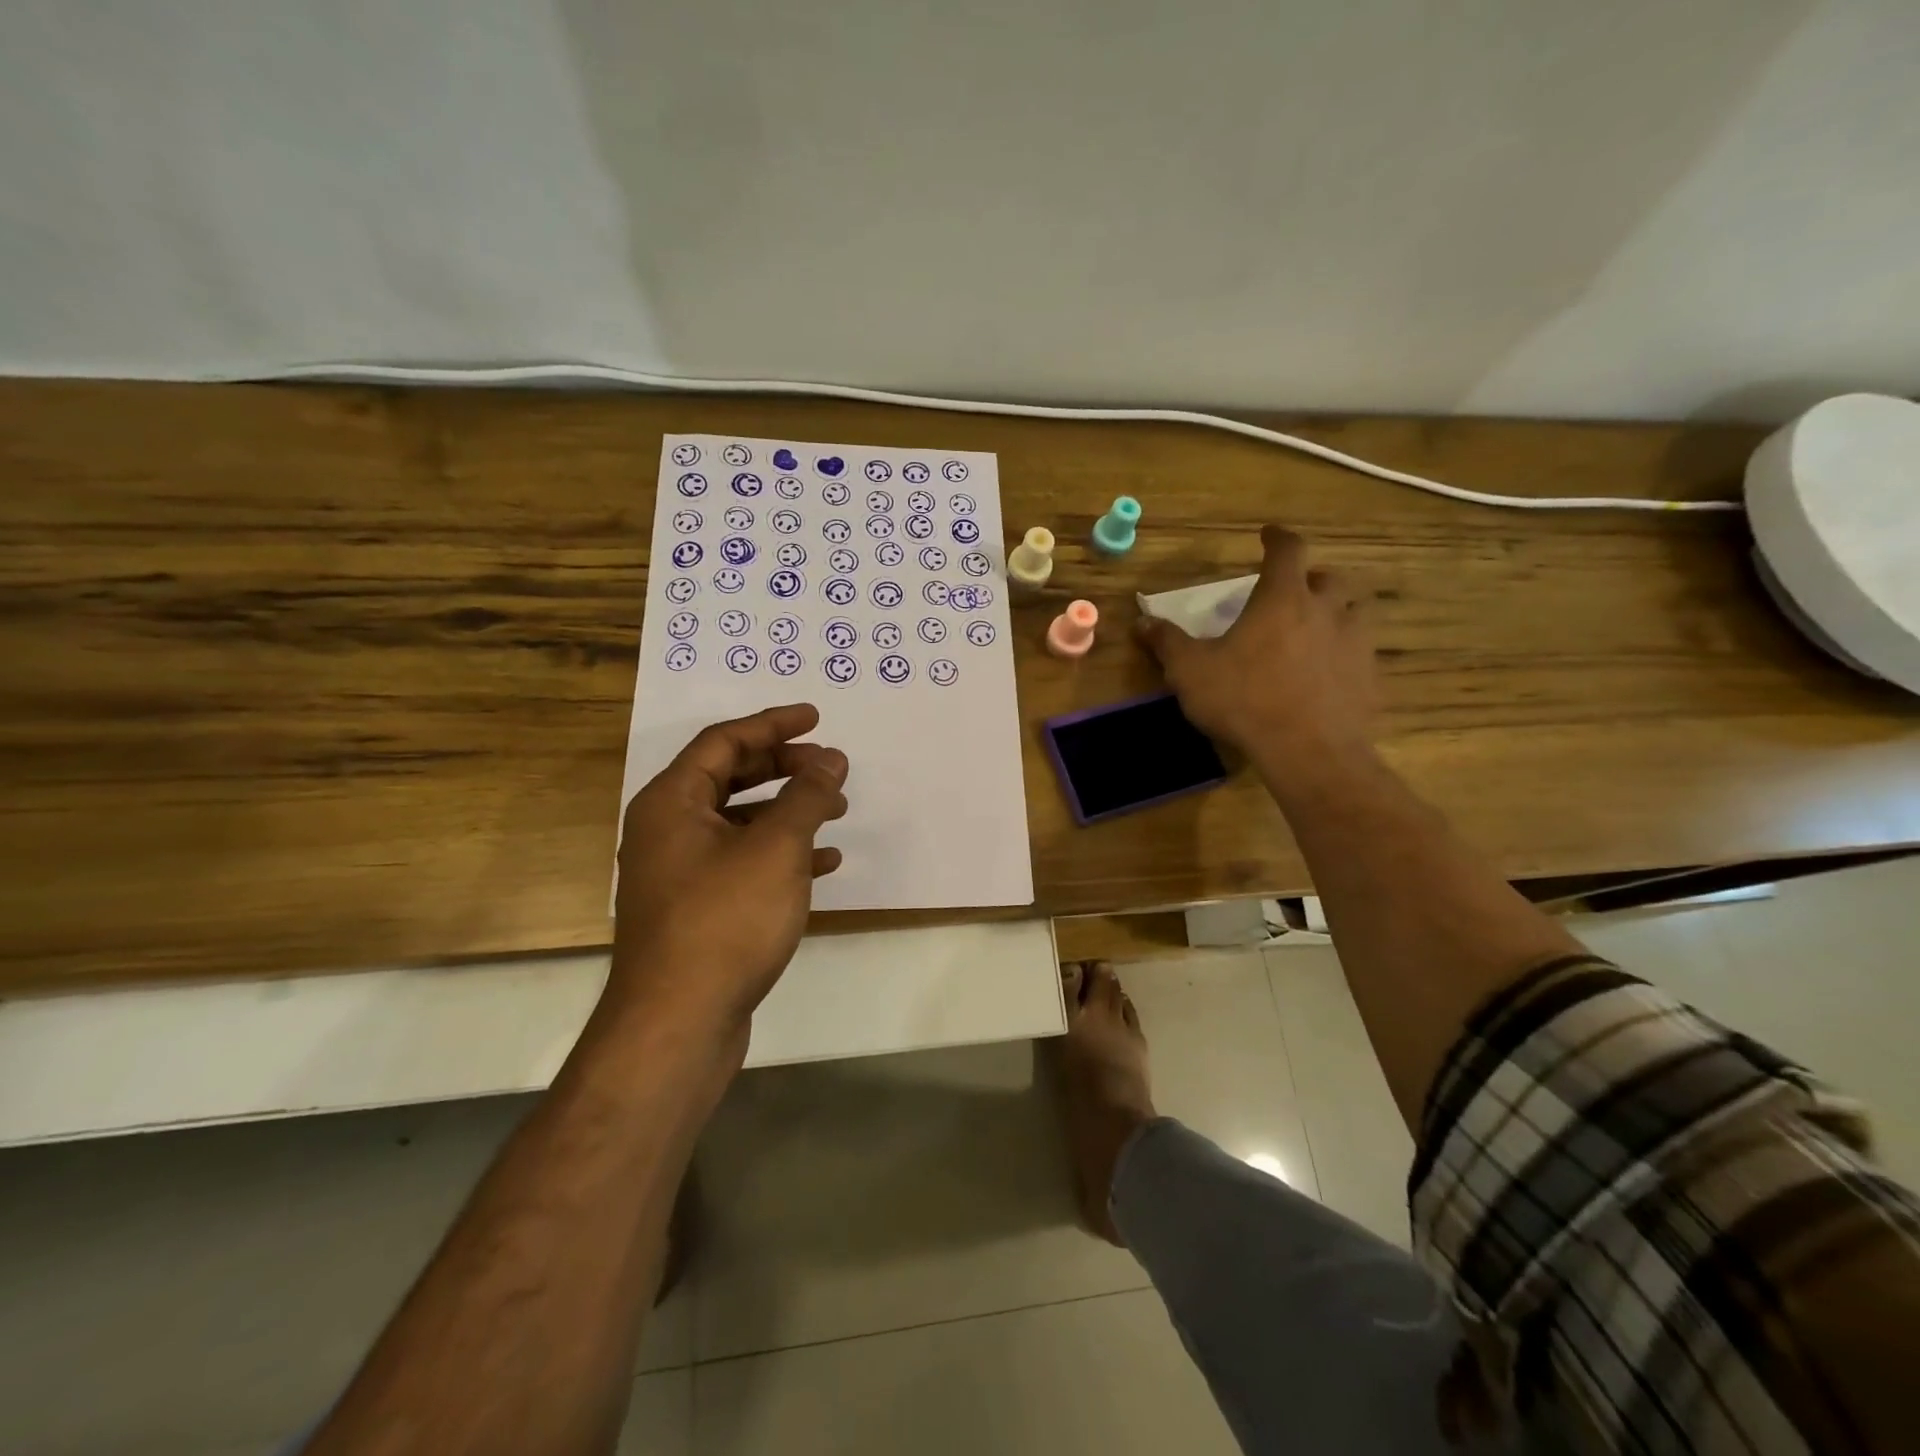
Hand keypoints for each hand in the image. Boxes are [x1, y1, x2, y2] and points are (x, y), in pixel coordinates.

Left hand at [611, 704, 848, 1045]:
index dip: (772, 724)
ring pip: (740, 822)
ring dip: (788, 810)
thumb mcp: (776, 847)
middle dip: (783, 767)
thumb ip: (806, 795)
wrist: (678, 1024)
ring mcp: (680, 873)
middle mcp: (667, 831)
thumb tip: (831, 758)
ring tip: (836, 810)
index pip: (723, 741)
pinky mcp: (698, 909)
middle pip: (729, 777)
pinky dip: (782, 854)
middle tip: (830, 766)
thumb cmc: (725, 920)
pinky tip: (823, 863)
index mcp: (671, 803)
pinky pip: (743, 862)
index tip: (816, 719)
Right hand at [1138, 526, 1378, 790]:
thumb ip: (1167, 642)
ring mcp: (1355, 644)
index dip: (1278, 538)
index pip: (1288, 550)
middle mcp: (1326, 611)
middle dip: (1311, 578)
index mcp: (1282, 599)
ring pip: (1355, 612)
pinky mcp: (1369, 678)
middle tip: (1294, 590)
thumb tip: (1142, 621)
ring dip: (1337, 612)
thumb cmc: (1244, 699)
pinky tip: (1328, 674)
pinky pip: (1361, 654)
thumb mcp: (1191, 671)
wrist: (1308, 751)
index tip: (1269, 534)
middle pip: (1329, 578)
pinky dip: (1345, 654)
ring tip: (1318, 627)